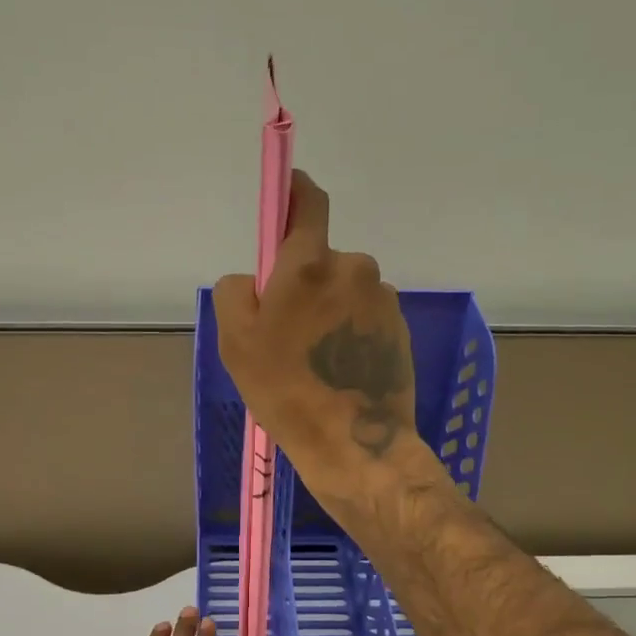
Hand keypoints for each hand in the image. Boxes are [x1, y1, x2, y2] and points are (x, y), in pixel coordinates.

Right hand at [212, 171, 420, 501]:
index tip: (284, 194)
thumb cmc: (286, 391)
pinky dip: (349, 329)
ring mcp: (382, 298)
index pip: (307, 201)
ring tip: (315, 359)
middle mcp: (353, 268)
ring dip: (328, 309)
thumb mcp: (236, 342)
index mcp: (310, 264)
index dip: (293, 191)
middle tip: (287, 331)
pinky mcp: (399, 327)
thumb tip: (254, 278)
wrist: (355, 444)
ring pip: (343, 288)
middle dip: (302, 281)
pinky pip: (363, 314)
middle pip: (320, 257)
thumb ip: (236, 291)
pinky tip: (339, 368)